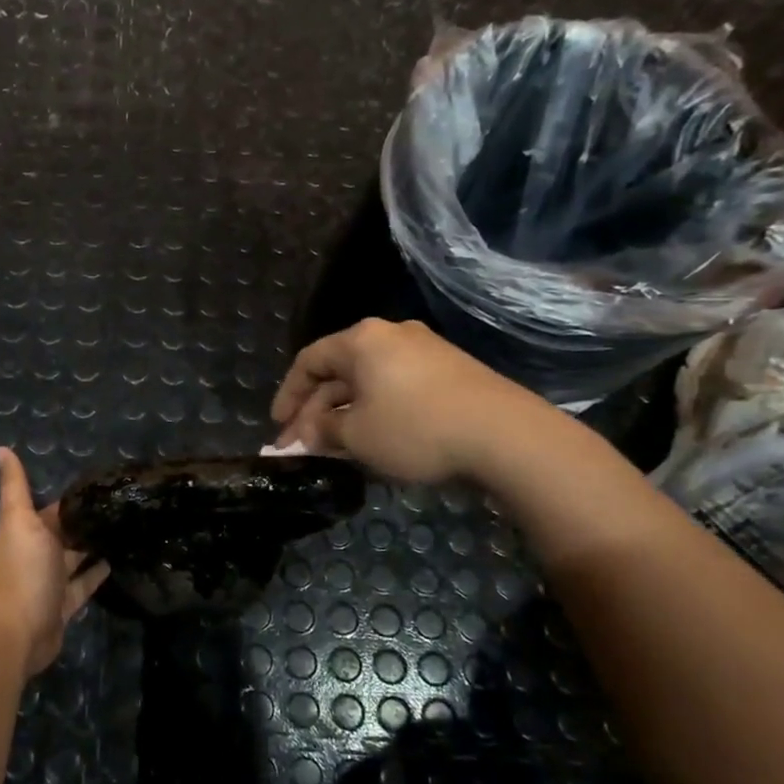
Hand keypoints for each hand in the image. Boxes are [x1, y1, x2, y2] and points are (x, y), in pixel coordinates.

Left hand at [0, 447, 109, 677]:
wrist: (22, 629)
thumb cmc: (23, 568)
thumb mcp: (19, 519)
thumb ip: (15, 485)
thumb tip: (0, 448)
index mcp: (26, 531)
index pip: (53, 509)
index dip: (73, 498)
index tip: (102, 484)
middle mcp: (37, 554)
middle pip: (65, 533)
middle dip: (86, 521)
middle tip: (121, 506)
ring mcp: (51, 581)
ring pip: (76, 558)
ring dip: (94, 546)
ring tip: (125, 529)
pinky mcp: (65, 604)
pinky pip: (84, 585)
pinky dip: (97, 574)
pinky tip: (117, 561)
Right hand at [270, 318, 554, 484]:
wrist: (505, 434)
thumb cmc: (415, 428)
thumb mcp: (356, 436)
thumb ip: (322, 431)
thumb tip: (307, 432)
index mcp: (361, 340)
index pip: (308, 361)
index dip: (288, 395)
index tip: (278, 426)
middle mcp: (391, 335)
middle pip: (339, 372)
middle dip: (316, 411)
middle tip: (302, 445)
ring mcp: (424, 350)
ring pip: (368, 382)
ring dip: (345, 413)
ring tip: (335, 447)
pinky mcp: (449, 371)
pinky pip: (395, 387)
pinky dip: (375, 410)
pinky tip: (373, 438)